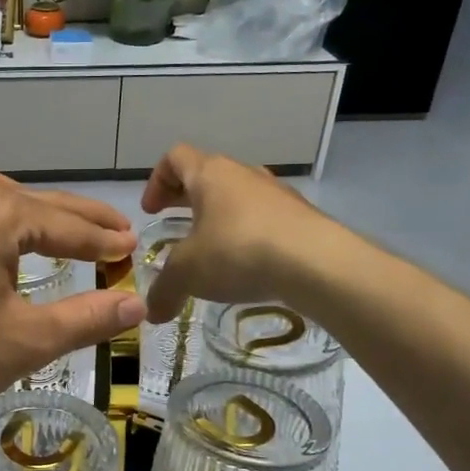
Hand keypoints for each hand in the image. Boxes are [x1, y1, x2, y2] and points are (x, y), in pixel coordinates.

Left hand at [0, 173, 144, 435]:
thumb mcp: (25, 339)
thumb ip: (87, 318)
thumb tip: (138, 304)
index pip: (69, 224)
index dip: (105, 241)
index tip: (134, 248)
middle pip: (34, 205)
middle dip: (77, 221)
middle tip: (115, 233)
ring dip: (34, 224)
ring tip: (64, 239)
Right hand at [139, 145, 330, 322]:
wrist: (317, 263)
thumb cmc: (238, 251)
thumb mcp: (188, 274)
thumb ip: (164, 290)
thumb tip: (152, 313)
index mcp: (210, 174)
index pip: (175, 158)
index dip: (157, 180)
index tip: (152, 211)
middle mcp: (243, 174)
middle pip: (207, 174)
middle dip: (186, 198)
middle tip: (173, 224)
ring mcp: (277, 193)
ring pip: (238, 196)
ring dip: (220, 216)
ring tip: (213, 250)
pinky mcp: (302, 216)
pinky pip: (265, 218)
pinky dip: (249, 234)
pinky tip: (248, 266)